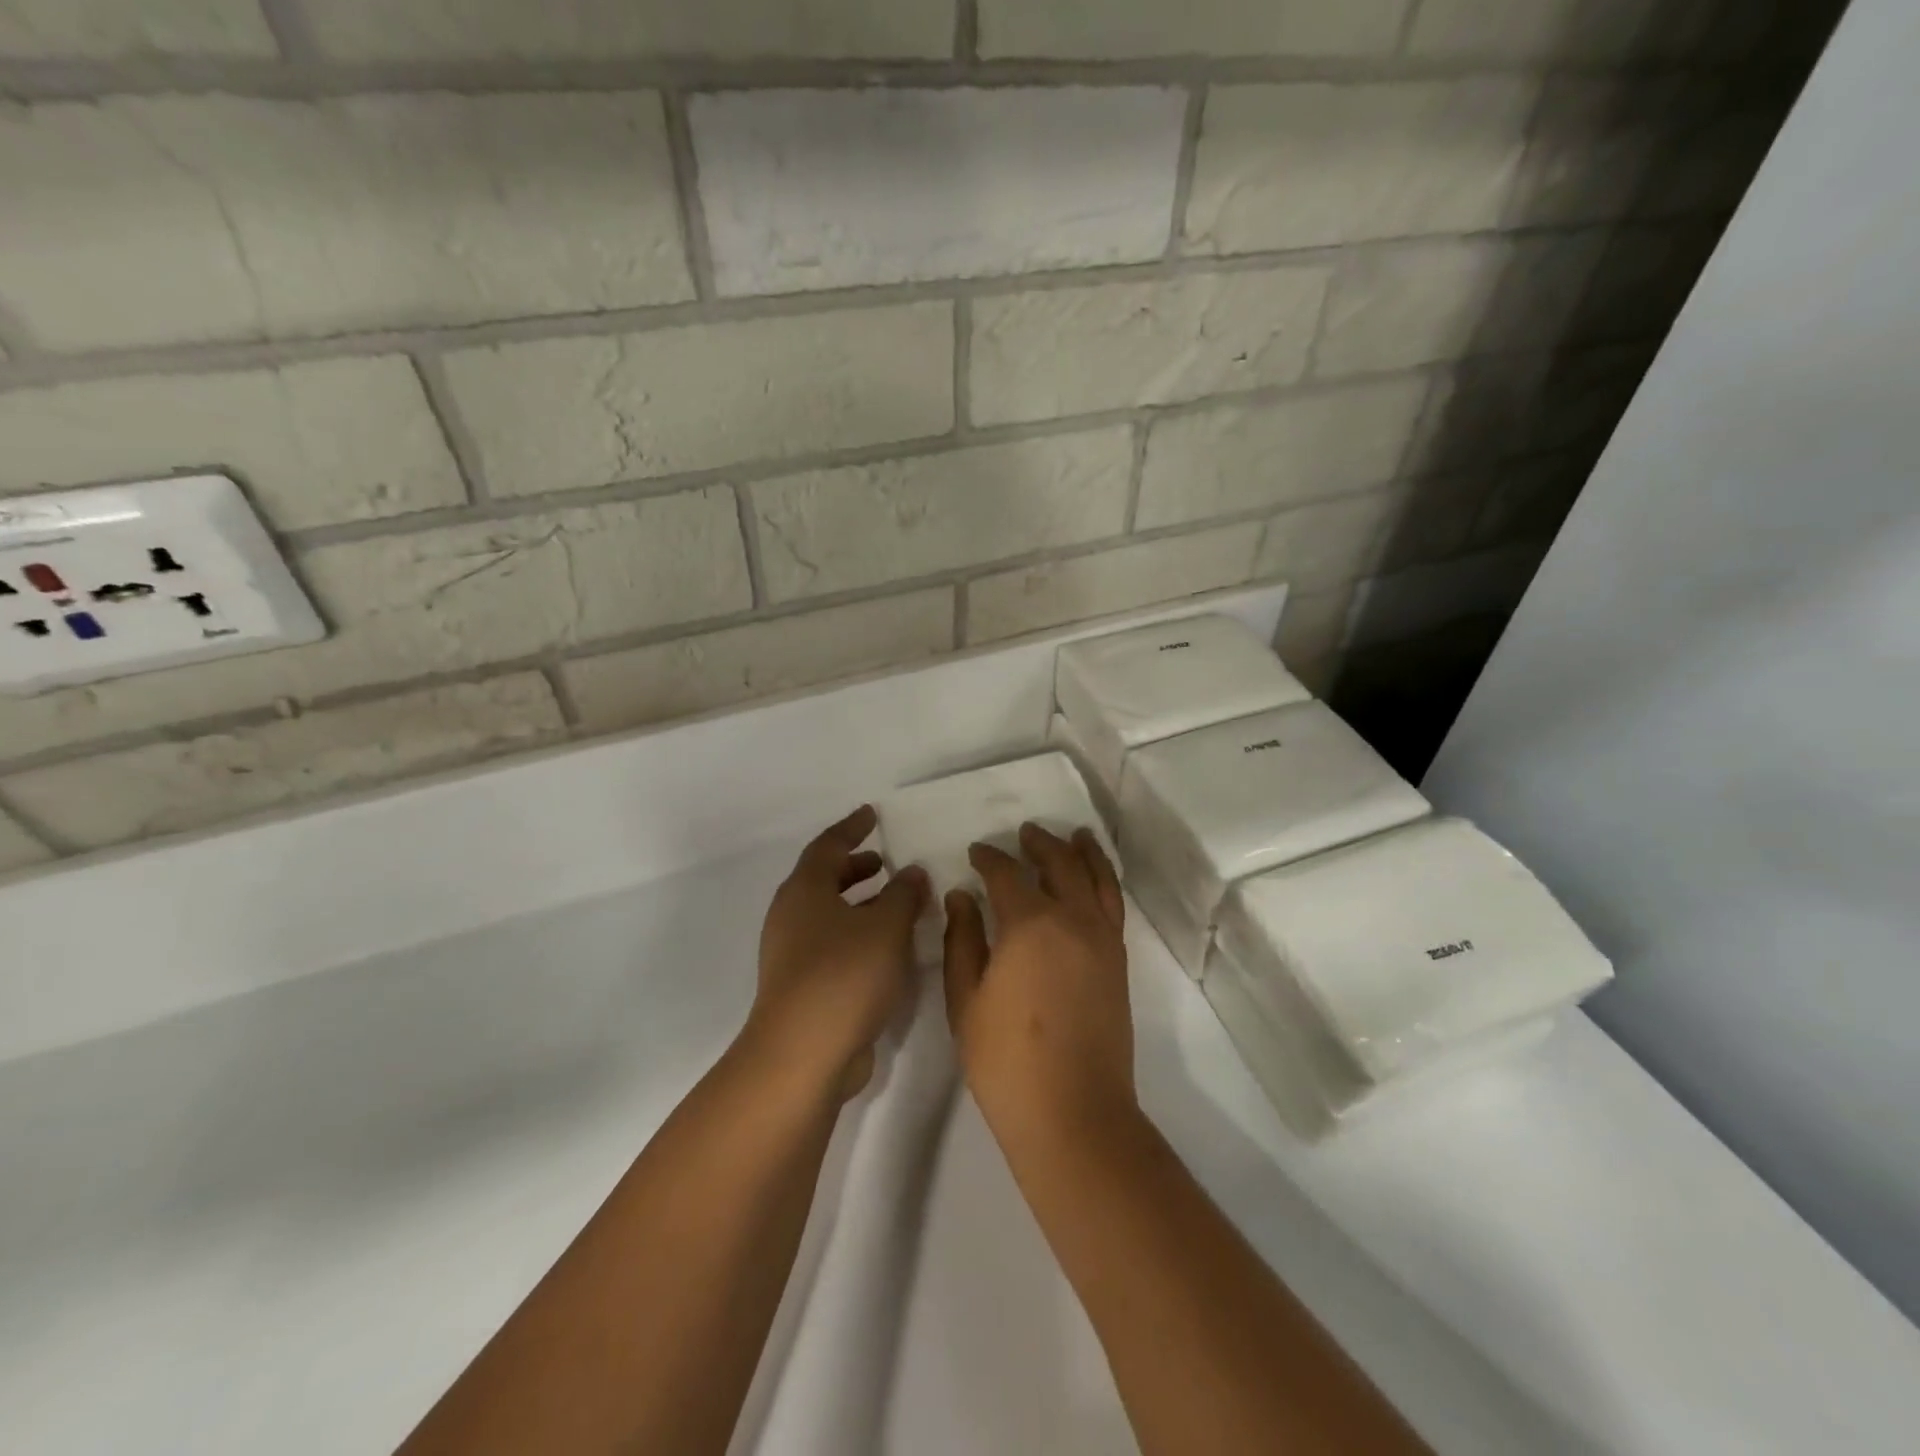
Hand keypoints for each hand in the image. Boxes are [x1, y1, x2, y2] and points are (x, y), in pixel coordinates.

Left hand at [747, 805, 929, 1100]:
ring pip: (827, 913)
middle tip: (883, 860)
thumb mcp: (886, 927)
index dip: (852, 828)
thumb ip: (903, 895)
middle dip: (854, 867)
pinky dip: (857, 932)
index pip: (828, 845)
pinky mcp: (801, 985)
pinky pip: (831, 943)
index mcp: (805, 890)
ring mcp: (792, 953)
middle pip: (823, 879)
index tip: (872, 814)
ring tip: (893, 901)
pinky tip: (886, 946)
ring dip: (859, 902)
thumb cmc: (845, 975)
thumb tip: (912, 872)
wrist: (803, 1054)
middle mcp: (792, 916)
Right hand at [942, 823, 1134, 1146]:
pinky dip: (1104, 880)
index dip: (989, 858)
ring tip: (1075, 835)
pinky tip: (1094, 878)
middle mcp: (1072, 919)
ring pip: (1096, 878)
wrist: (1072, 1111)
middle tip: (1024, 832)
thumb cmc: (1005, 1060)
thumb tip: (961, 896)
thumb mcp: (965, 999)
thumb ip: (962, 940)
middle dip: (1039, 843)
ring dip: (1082, 851)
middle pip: (1059, 864)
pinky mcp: (1119, 961)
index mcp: (1029, 924)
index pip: (1006, 874)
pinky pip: (1113, 904)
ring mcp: (1102, 939)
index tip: (976, 851)